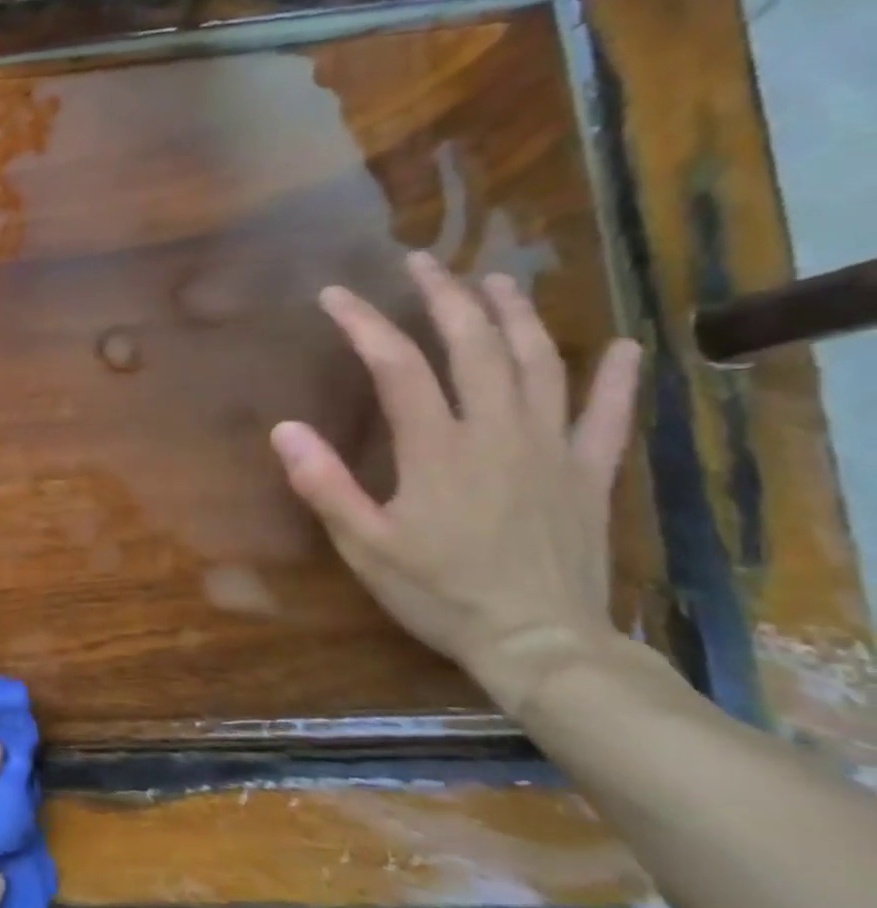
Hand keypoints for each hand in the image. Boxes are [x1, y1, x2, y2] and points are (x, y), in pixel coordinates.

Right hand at [269, 252, 644, 713]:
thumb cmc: (441, 595)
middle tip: (422, 261)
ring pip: (541, 363)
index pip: (398, 364)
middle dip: (446, 296)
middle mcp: (498, 432)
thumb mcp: (365, 546)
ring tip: (496, 280)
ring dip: (517, 315)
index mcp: (439, 448)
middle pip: (476, 345)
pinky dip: (616, 379)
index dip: (365, 322)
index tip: (335, 294)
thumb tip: (284, 429)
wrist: (540, 646)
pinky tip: (623, 347)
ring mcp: (552, 449)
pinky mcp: (589, 474)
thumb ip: (324, 485)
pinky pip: (608, 416)